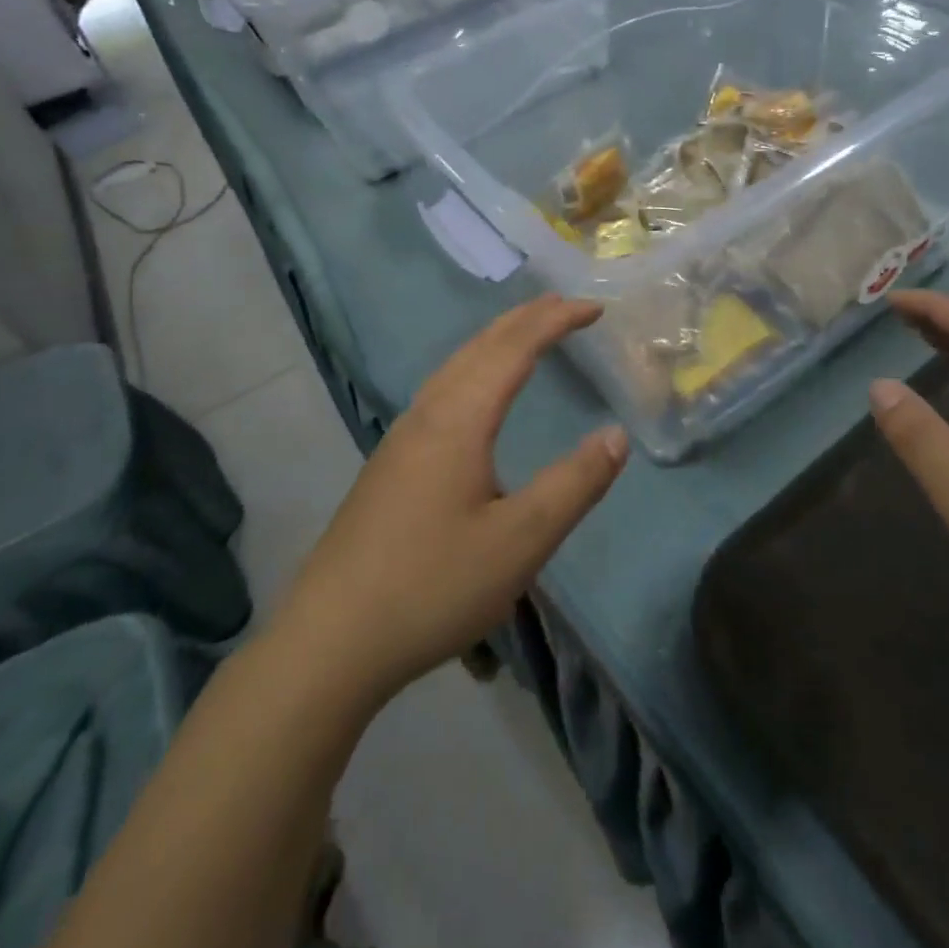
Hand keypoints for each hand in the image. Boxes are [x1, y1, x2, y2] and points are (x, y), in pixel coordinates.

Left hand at [270, 294, 627, 712]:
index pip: (515, 348)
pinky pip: (442, 390)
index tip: (595, 307)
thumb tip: (616, 435)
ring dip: (496, 340)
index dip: (556, 321)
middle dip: (526, 319)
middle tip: (567, 306)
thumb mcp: (521, 541)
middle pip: (480, 346)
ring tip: (527, 335)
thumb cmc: (433, 587)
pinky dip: (474, 368)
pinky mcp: (390, 464)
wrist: (331, 641)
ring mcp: (402, 438)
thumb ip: (574, 484)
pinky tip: (475, 395)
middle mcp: (427, 414)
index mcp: (458, 420)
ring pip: (455, 366)